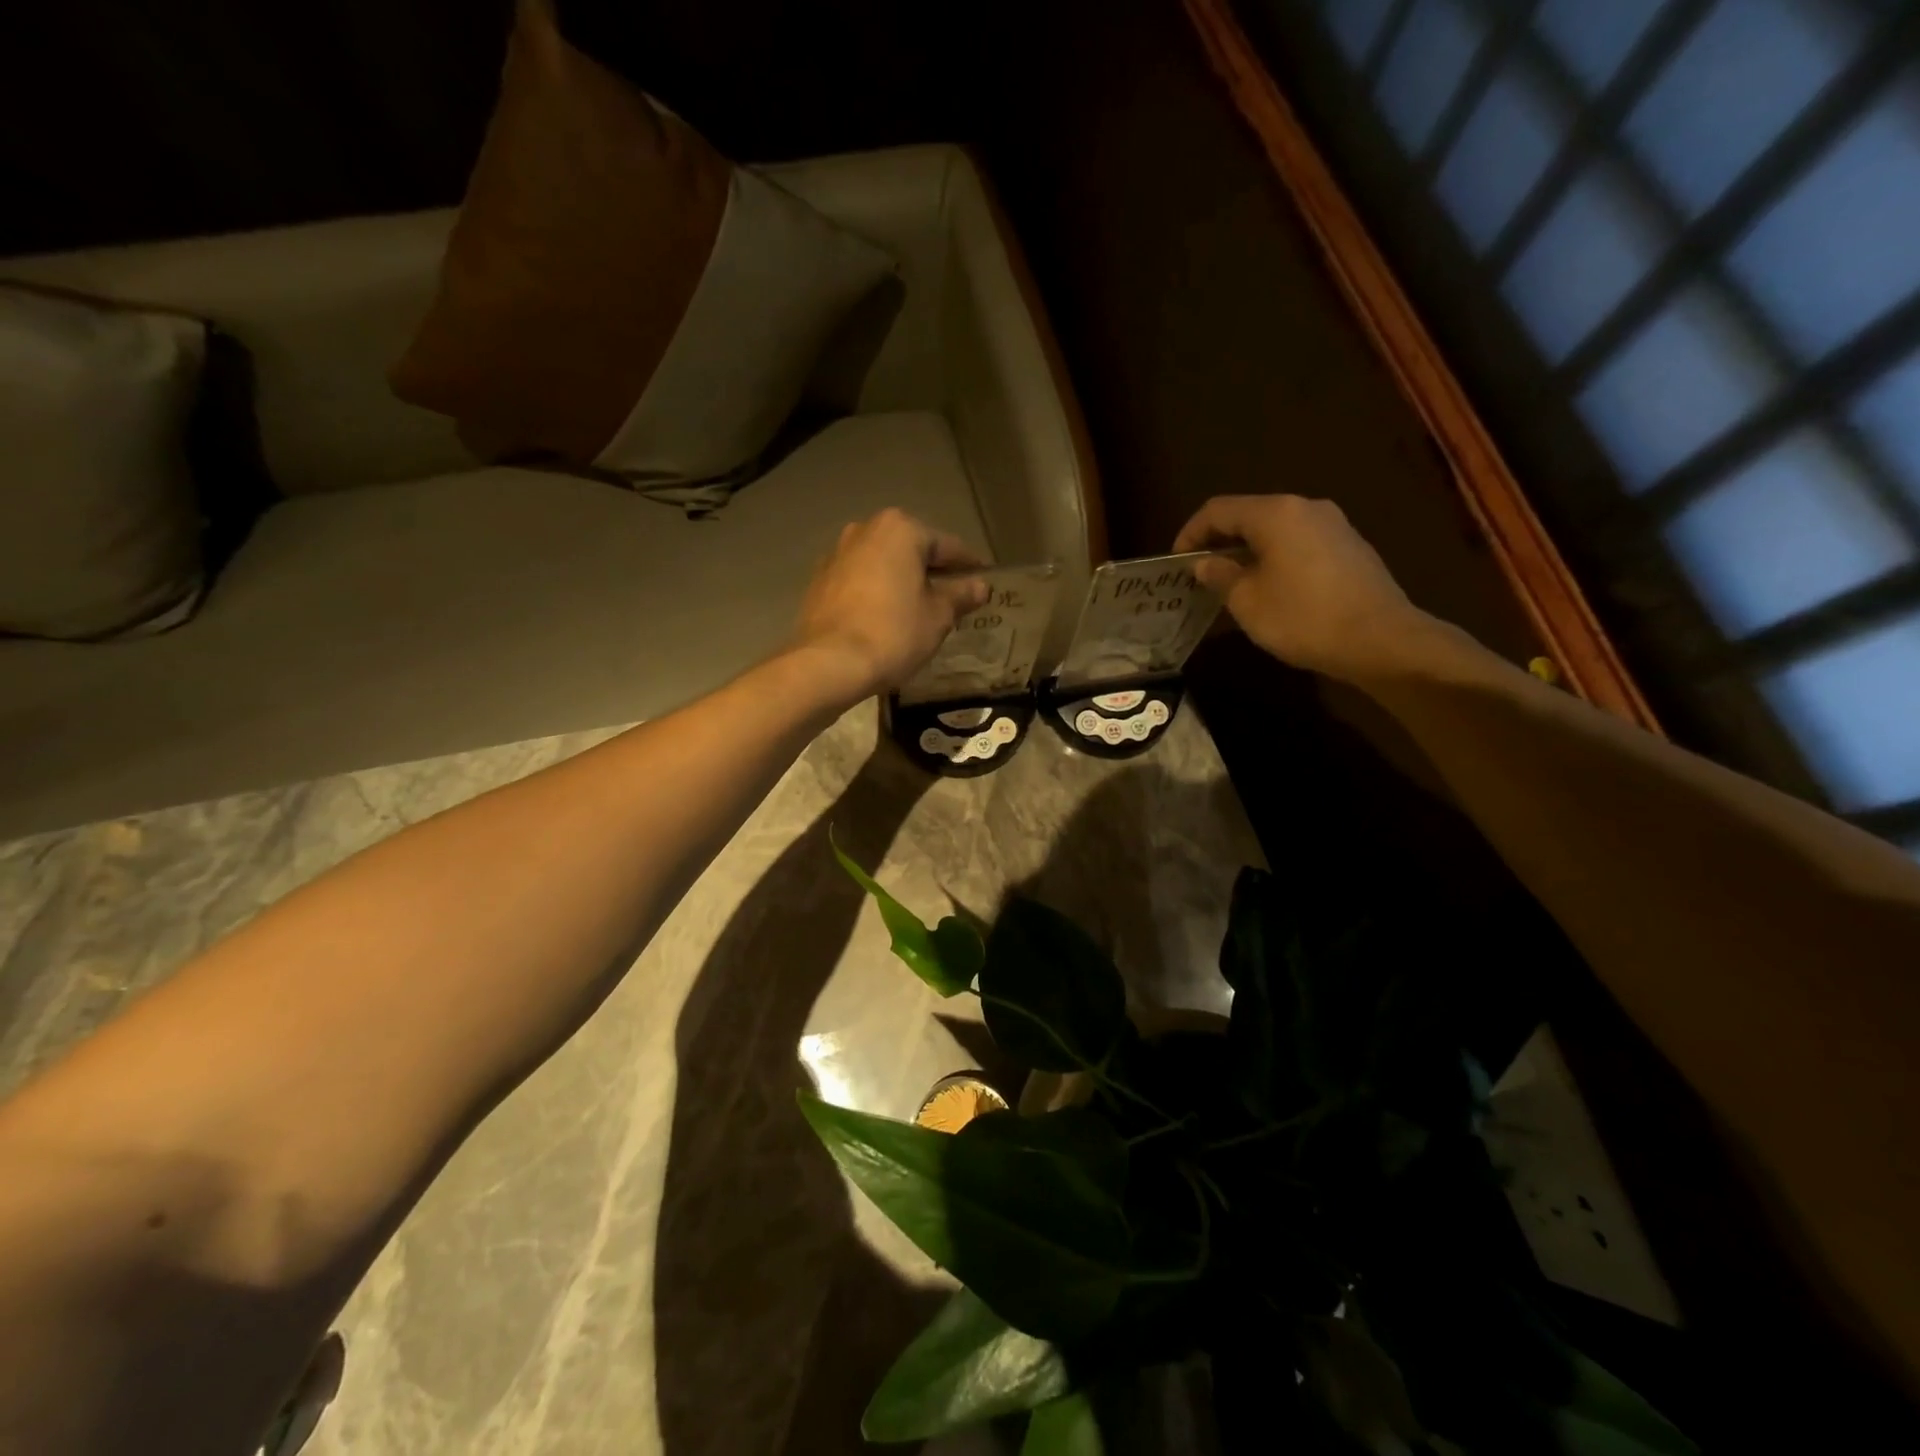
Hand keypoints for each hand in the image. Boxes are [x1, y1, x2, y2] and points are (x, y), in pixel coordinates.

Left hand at [795, 509, 987, 699]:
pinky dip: (876, 593)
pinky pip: (859, 581)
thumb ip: (960, 595)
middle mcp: (865, 530)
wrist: (829, 663)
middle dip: (931, 571)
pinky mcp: (819, 581)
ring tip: (919, 609)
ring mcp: (837, 554)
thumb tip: (981, 585)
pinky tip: (886, 617)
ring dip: (902, 581)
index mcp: (900, 529)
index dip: (969, 565)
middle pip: (911, 550)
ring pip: (882, 564)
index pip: (947, 546)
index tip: (983, 579)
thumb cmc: (893, 633)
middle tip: (953, 597)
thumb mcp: (938, 616)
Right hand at [1174, 494, 1432, 682]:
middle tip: (1200, 572)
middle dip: (1220, 541)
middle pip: (1249, 514)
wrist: (1380, 640)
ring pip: (1276, 529)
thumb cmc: (1302, 617)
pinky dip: (1275, 557)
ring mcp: (1333, 525)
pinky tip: (1270, 587)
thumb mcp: (1247, 601)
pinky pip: (1299, 542)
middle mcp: (1305, 507)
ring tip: (1231, 582)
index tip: (1176, 562)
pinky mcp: (1350, 547)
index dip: (1190, 533)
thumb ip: (1221, 575)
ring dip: (1248, 550)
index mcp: (1275, 514)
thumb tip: (1205, 562)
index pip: (1218, 510)